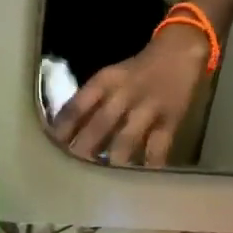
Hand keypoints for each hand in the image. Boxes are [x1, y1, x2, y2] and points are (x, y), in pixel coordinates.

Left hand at [52, 25, 207, 165]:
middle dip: (84, 147)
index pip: (78, 105)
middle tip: (71, 168)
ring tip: (101, 180)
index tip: (51, 145)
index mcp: (106, 81)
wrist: (180, 51)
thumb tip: (65, 129)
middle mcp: (125, 94)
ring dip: (113, 159)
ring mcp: (148, 108)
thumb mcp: (110, 76)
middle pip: (100, 124)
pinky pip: (159, 147)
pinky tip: (141, 180)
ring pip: (127, 138)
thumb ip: (91, 100)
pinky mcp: (170, 120)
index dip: (63, 127)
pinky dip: (150, 164)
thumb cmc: (138, 69)